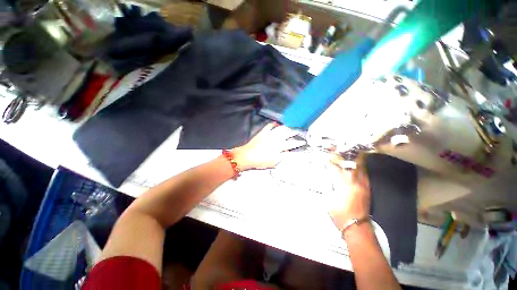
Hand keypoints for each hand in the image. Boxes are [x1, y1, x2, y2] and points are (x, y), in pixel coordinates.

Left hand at [231, 123, 304, 170]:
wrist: (247, 156)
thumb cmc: (260, 161)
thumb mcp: (273, 162)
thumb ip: (282, 156)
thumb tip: (287, 152)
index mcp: (279, 147)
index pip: (292, 144)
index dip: (298, 143)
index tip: (302, 141)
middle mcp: (276, 139)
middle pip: (288, 134)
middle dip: (294, 132)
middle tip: (298, 131)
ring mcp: (269, 135)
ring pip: (280, 129)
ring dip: (286, 127)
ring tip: (290, 126)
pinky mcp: (263, 133)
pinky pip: (269, 126)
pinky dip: (273, 124)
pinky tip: (276, 123)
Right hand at [327, 154, 370, 230]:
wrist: (357, 226)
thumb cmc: (340, 214)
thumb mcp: (329, 199)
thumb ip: (328, 185)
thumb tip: (327, 175)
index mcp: (343, 186)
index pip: (335, 168)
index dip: (329, 161)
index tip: (324, 157)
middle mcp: (355, 182)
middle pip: (351, 163)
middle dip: (344, 155)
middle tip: (338, 149)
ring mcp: (363, 185)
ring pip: (360, 166)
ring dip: (353, 158)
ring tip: (347, 152)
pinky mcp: (367, 188)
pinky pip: (364, 172)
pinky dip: (359, 166)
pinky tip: (355, 163)